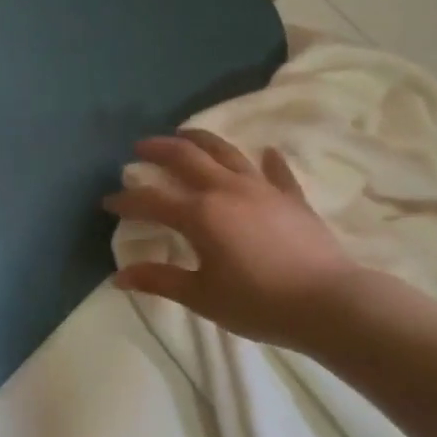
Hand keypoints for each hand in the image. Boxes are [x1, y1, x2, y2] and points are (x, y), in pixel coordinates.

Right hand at [103, 129, 361, 353]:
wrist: (328, 303)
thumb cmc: (258, 303)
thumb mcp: (202, 296)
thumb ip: (160, 280)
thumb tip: (120, 276)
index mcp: (199, 214)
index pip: (151, 200)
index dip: (126, 200)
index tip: (108, 202)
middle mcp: (226, 190)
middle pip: (186, 158)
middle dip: (158, 150)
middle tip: (140, 147)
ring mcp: (262, 189)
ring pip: (226, 153)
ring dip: (201, 140)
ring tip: (185, 134)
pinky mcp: (291, 198)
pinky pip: (277, 172)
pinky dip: (268, 161)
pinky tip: (266, 152)